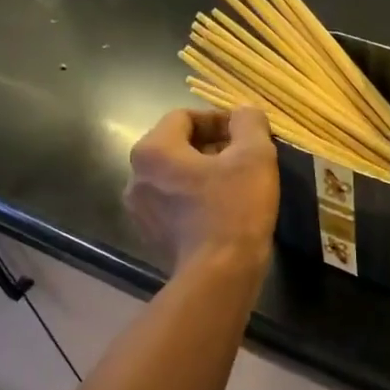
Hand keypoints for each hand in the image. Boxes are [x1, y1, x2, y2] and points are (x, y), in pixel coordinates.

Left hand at [124, 107, 278, 272]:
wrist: (220, 275)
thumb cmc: (235, 209)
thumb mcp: (254, 156)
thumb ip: (249, 123)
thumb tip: (244, 114)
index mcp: (153, 150)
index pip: (184, 117)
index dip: (218, 119)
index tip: (246, 134)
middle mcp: (135, 177)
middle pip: (176, 147)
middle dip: (211, 148)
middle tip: (244, 160)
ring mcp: (140, 211)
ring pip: (174, 178)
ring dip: (203, 175)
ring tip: (235, 186)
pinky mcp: (152, 237)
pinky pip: (173, 206)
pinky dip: (195, 201)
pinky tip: (222, 213)